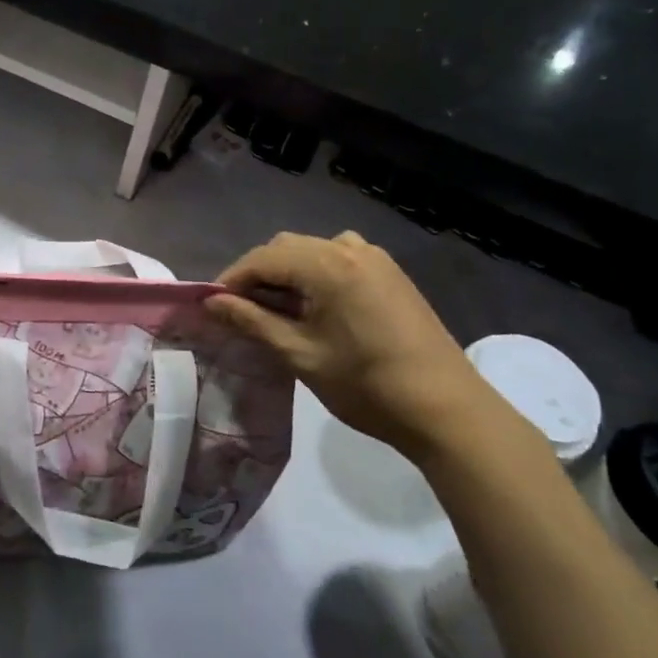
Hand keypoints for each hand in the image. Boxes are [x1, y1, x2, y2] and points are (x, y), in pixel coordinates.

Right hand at [205, 231, 524, 463]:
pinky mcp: (390, 274)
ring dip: (287, 272)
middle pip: (287, 247)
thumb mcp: (300, 355)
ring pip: (313, 250)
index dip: (232, 279)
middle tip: (241, 312)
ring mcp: (375, 258)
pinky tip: (316, 306)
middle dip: (258, 274)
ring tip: (277, 310)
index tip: (213, 307)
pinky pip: (340, 258)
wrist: (446, 409)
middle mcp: (350, 248)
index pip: (263, 258)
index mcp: (327, 265)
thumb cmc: (366, 385)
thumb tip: (212, 304)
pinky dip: (316, 274)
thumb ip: (252, 322)